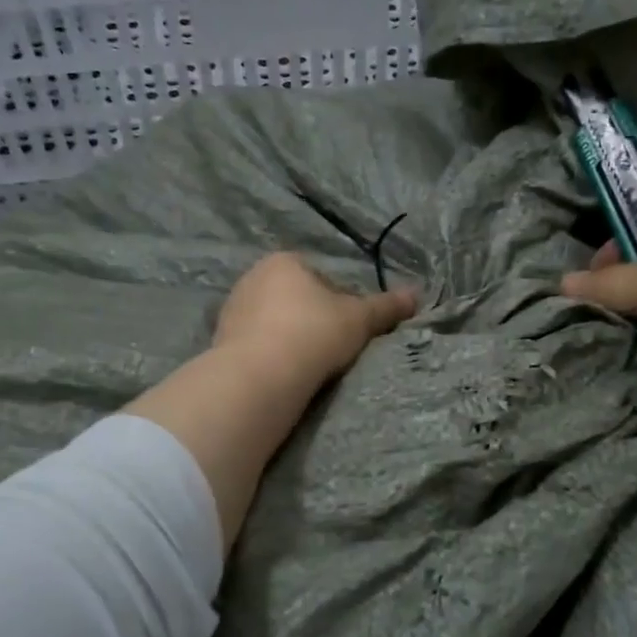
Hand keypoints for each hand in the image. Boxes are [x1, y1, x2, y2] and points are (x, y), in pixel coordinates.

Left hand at [215, 253, 417, 385]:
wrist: (259, 375)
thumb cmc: (314, 333)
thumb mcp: (360, 319)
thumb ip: (387, 306)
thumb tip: (417, 294)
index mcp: (284, 261)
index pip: (322, 278)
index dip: (341, 304)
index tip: (349, 329)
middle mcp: (252, 277)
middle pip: (295, 299)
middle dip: (312, 320)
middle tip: (331, 349)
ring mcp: (232, 309)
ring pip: (273, 322)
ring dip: (290, 339)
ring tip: (308, 366)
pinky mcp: (219, 341)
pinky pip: (255, 344)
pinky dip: (270, 355)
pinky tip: (284, 374)